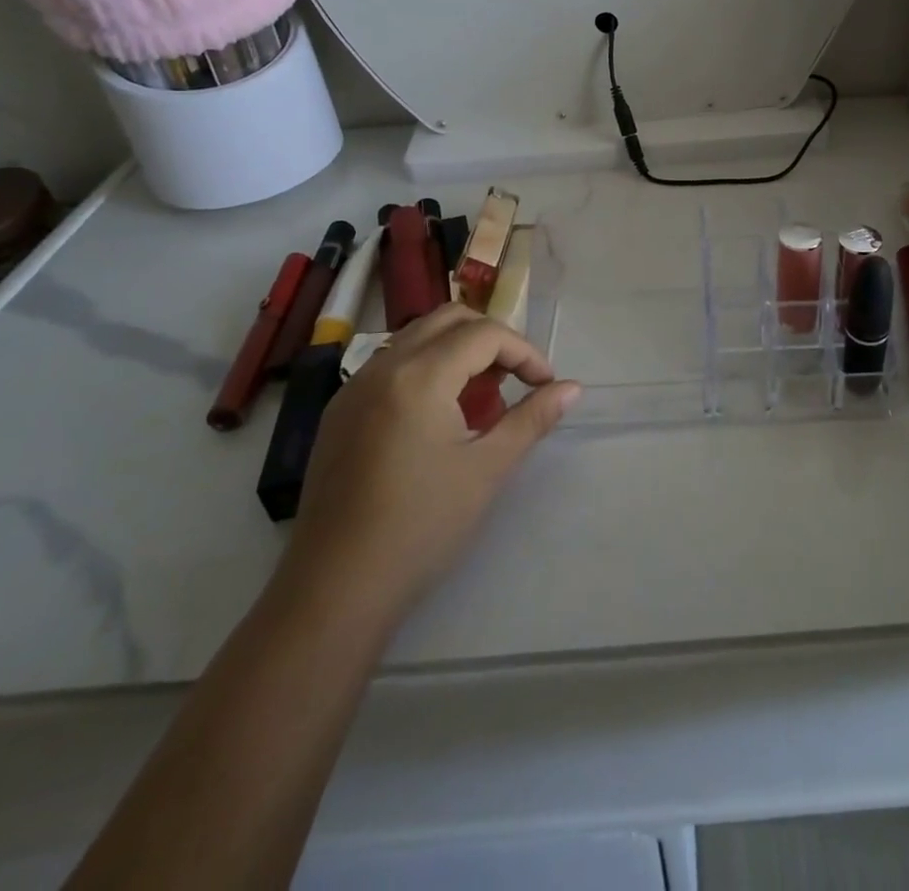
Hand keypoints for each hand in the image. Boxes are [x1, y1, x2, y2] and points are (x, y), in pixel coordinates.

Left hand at [280, 304, 580, 616]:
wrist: (334, 589)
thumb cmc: (421, 527)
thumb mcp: (488, 470)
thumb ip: (532, 419)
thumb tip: (573, 388)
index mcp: (419, 376)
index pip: (484, 334)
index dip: (524, 352)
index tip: (545, 385)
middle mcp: (382, 367)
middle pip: (448, 319)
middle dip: (491, 339)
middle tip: (515, 379)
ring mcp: (353, 388)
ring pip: (416, 338)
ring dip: (457, 351)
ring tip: (481, 398)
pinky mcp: (339, 412)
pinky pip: (391, 365)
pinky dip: (426, 369)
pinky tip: (439, 417)